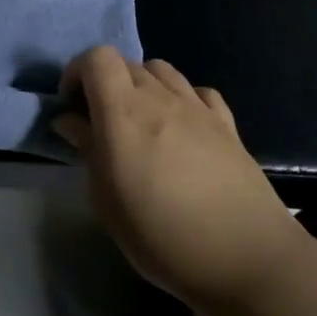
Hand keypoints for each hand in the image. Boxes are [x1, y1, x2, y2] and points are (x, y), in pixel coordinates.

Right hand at [56, 47, 307, 314]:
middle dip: (106, 83)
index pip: (96, 57)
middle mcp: (160, 97)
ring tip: (141, 123)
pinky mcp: (227, 123)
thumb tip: (70, 120)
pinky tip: (182, 127)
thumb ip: (87, 150)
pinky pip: (197, 92)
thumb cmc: (162, 236)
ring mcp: (197, 107)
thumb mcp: (107, 201)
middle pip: (126, 63)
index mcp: (123, 112)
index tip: (72, 106)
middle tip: (101, 122)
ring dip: (142, 85)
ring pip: (161, 70)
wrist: (246, 258)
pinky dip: (182, 98)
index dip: (78, 72)